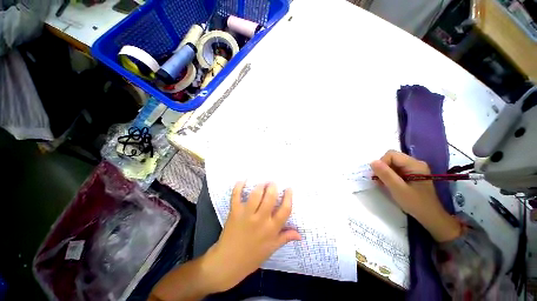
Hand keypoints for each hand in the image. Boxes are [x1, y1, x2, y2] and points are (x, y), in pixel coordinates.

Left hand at [202, 182, 300, 292]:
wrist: (228, 263)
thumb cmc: (252, 257)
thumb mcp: (271, 249)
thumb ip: (285, 238)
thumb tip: (300, 234)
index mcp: (272, 229)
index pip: (285, 210)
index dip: (288, 197)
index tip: (289, 188)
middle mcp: (260, 220)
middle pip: (270, 198)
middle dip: (273, 187)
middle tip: (272, 183)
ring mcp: (246, 215)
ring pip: (255, 195)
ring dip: (260, 185)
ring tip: (262, 183)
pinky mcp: (235, 212)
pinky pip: (236, 196)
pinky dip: (238, 186)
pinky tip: (243, 180)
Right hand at [370, 150, 461, 241]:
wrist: (430, 216)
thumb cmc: (415, 203)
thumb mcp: (398, 189)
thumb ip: (385, 174)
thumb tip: (372, 162)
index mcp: (414, 164)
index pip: (391, 155)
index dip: (382, 163)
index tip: (379, 176)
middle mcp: (415, 163)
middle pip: (392, 158)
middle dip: (383, 168)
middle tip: (380, 181)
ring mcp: (413, 168)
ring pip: (392, 164)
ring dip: (385, 172)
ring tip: (384, 184)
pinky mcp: (411, 174)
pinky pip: (396, 169)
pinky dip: (389, 176)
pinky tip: (389, 184)